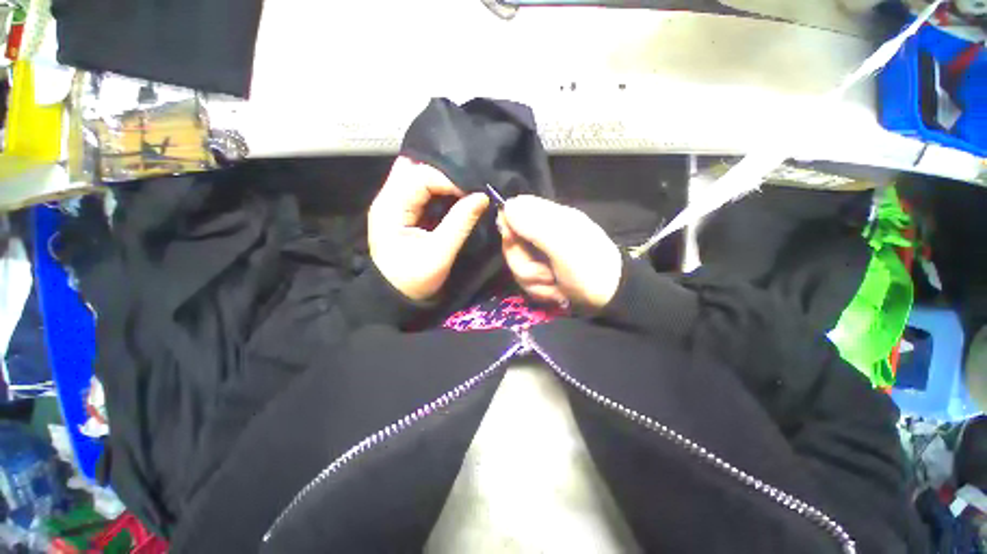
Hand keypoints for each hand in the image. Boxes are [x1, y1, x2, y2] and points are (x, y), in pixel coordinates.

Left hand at [369, 157, 489, 301]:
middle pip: (414, 168)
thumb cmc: (414, 280)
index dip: (449, 179)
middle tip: (470, 185)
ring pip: (416, 175)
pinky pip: (419, 189)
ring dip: (441, 179)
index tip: (474, 192)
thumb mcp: (440, 253)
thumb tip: (482, 196)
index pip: (421, 176)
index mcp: (390, 208)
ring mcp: (393, 203)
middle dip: (444, 172)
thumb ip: (460, 223)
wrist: (395, 297)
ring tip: (465, 188)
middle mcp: (387, 198)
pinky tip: (453, 195)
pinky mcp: (401, 210)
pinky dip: (438, 188)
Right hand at [498, 195, 621, 309]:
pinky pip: (527, 280)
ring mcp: (542, 255)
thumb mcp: (563, 247)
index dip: (507, 222)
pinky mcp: (542, 273)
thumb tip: (508, 205)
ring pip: (518, 265)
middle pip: (512, 243)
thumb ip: (535, 226)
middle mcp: (543, 234)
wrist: (610, 298)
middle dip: (523, 264)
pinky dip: (540, 290)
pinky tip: (556, 292)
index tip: (511, 239)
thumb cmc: (590, 269)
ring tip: (554, 285)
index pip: (517, 208)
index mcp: (551, 218)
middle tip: (544, 274)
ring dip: (534, 281)